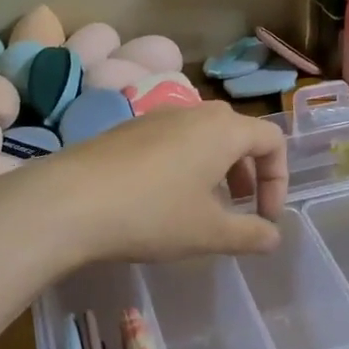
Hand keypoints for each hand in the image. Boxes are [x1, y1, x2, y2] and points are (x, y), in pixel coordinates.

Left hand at [0, 101, 287, 266]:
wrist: (69, 201)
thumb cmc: (152, 214)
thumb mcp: (208, 233)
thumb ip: (249, 234)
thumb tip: (273, 236)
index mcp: (223, 130)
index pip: (272, 139)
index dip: (279, 179)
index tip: (265, 217)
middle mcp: (193, 112)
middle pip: (237, 132)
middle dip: (247, 170)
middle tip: (238, 205)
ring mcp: (156, 116)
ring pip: (202, 134)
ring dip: (215, 167)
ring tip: (201, 205)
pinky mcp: (127, 129)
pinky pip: (171, 139)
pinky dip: (183, 163)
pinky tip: (160, 198)